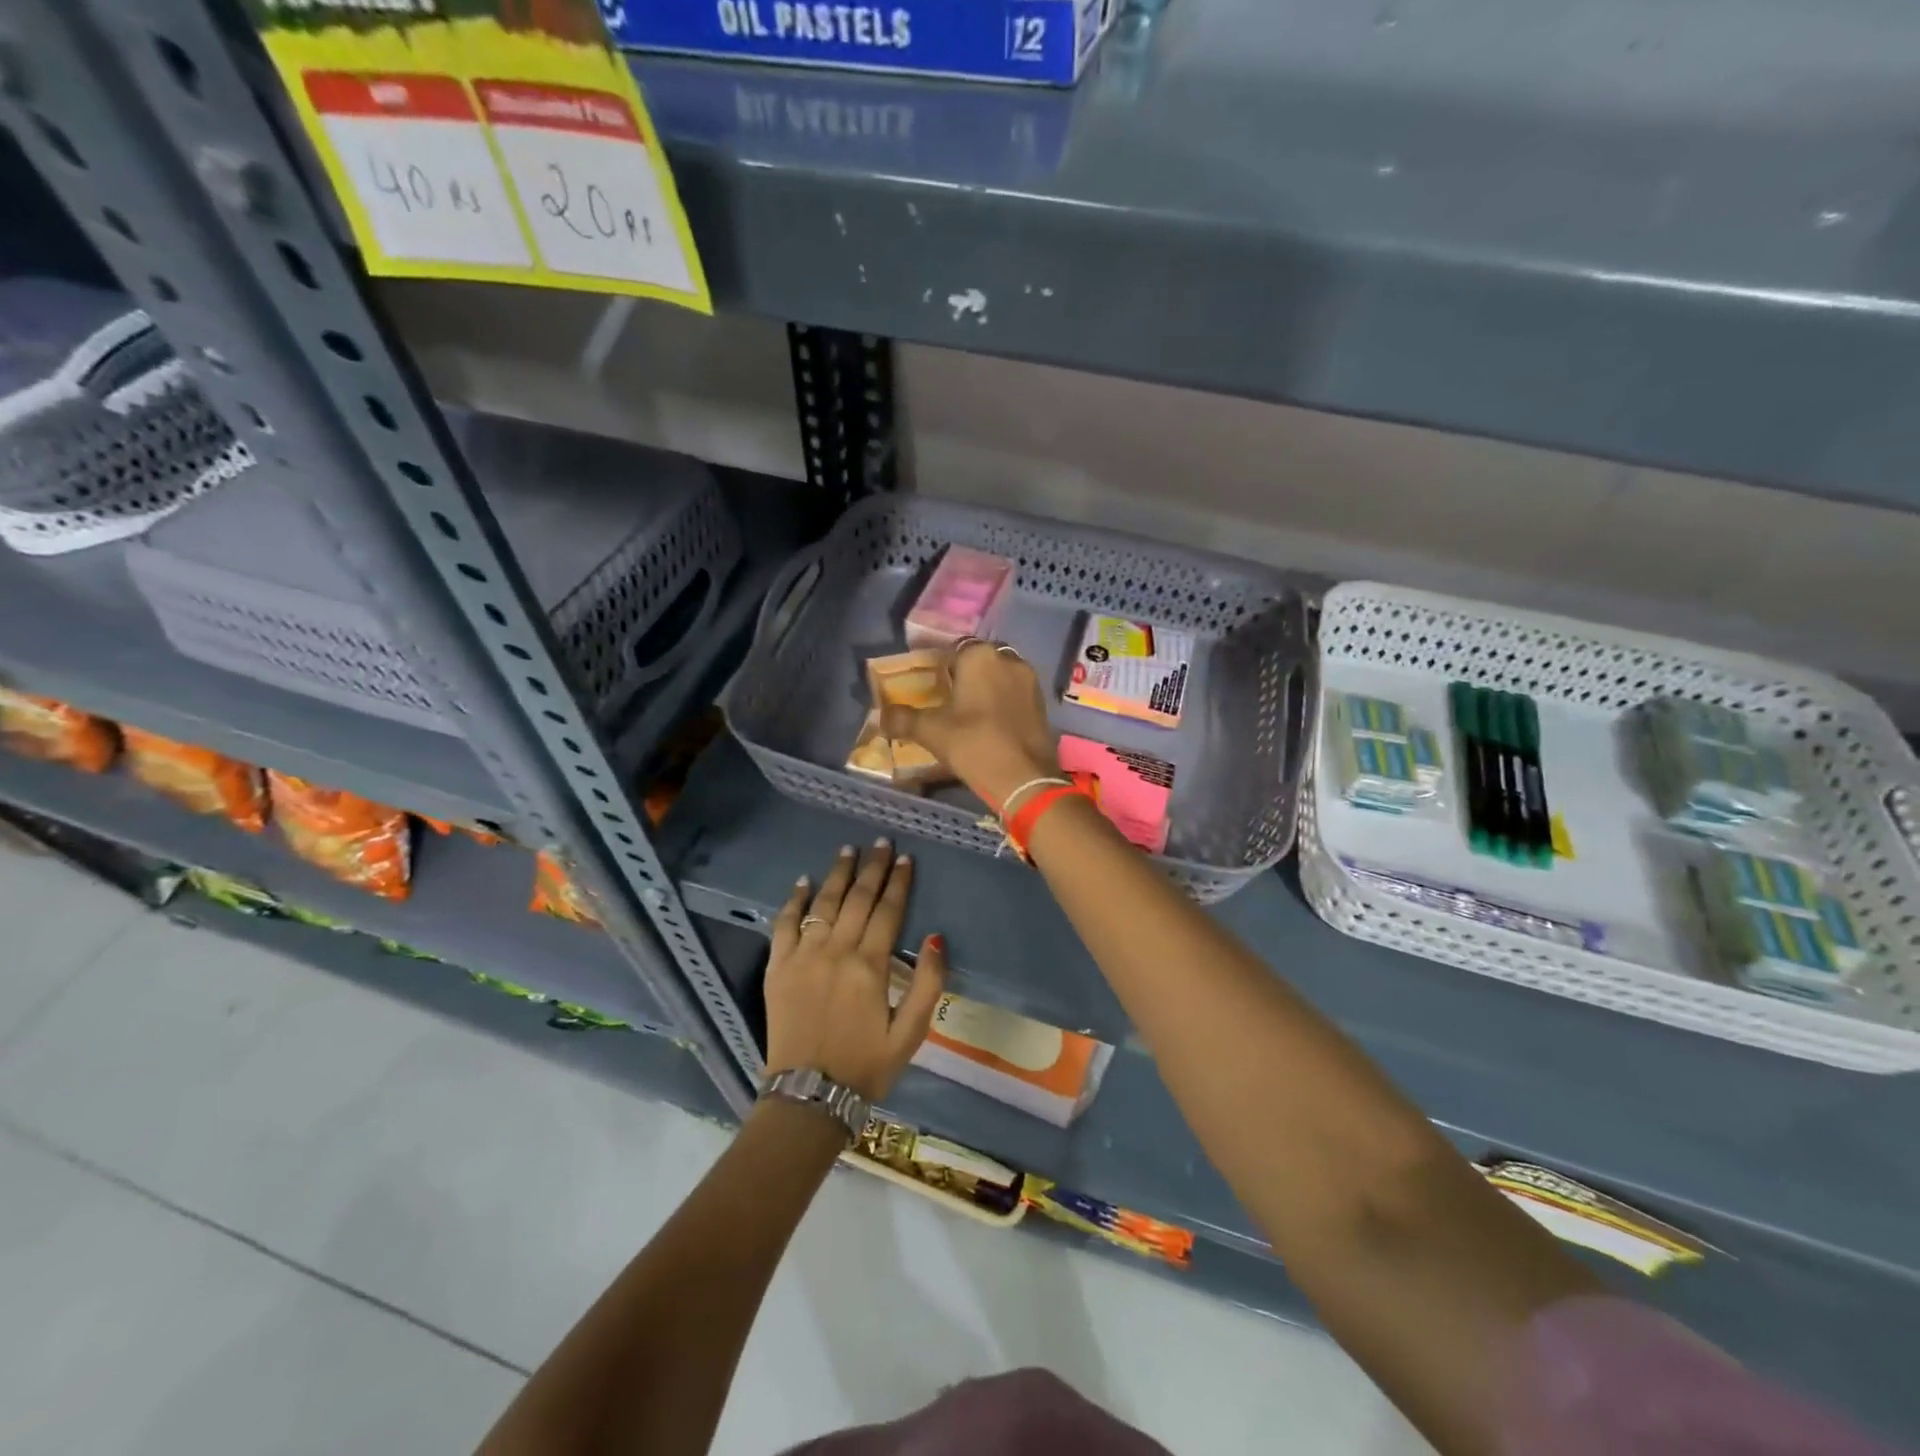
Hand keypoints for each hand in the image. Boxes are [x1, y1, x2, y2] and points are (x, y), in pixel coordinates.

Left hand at [765, 841, 947, 1100]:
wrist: (809, 1096)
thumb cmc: (866, 1065)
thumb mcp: (911, 1033)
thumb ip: (928, 984)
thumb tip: (936, 937)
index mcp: (870, 966)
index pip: (888, 911)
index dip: (898, 882)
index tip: (905, 858)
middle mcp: (836, 952)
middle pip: (857, 899)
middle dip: (872, 867)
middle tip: (880, 842)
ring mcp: (803, 957)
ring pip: (823, 904)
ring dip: (837, 874)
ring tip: (848, 849)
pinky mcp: (778, 968)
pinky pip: (784, 925)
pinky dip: (794, 901)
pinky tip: (803, 882)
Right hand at [880, 641, 1059, 807]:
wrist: (1023, 778)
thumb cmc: (973, 744)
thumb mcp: (931, 731)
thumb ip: (902, 719)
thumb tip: (880, 717)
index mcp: (980, 656)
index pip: (952, 650)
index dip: (938, 666)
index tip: (927, 683)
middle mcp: (1008, 659)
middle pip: (979, 661)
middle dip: (963, 675)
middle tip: (946, 697)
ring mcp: (1030, 681)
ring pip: (999, 676)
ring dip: (985, 687)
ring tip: (966, 711)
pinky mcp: (1042, 703)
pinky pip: (1014, 693)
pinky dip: (1001, 702)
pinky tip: (989, 722)